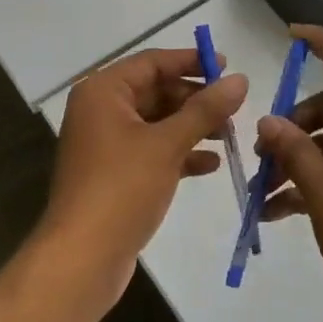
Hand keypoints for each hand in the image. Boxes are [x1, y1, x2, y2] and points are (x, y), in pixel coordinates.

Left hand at [43, 48, 247, 315]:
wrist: (82, 260)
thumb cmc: (121, 189)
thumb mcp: (168, 144)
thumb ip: (205, 109)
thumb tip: (240, 80)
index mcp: (103, 92)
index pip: (152, 62)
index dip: (191, 61)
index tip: (227, 66)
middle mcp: (101, 111)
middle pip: (156, 91)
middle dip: (195, 99)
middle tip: (234, 108)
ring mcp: (106, 145)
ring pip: (157, 123)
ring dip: (192, 127)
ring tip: (229, 136)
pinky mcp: (115, 175)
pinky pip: (153, 151)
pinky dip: (180, 153)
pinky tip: (211, 164)